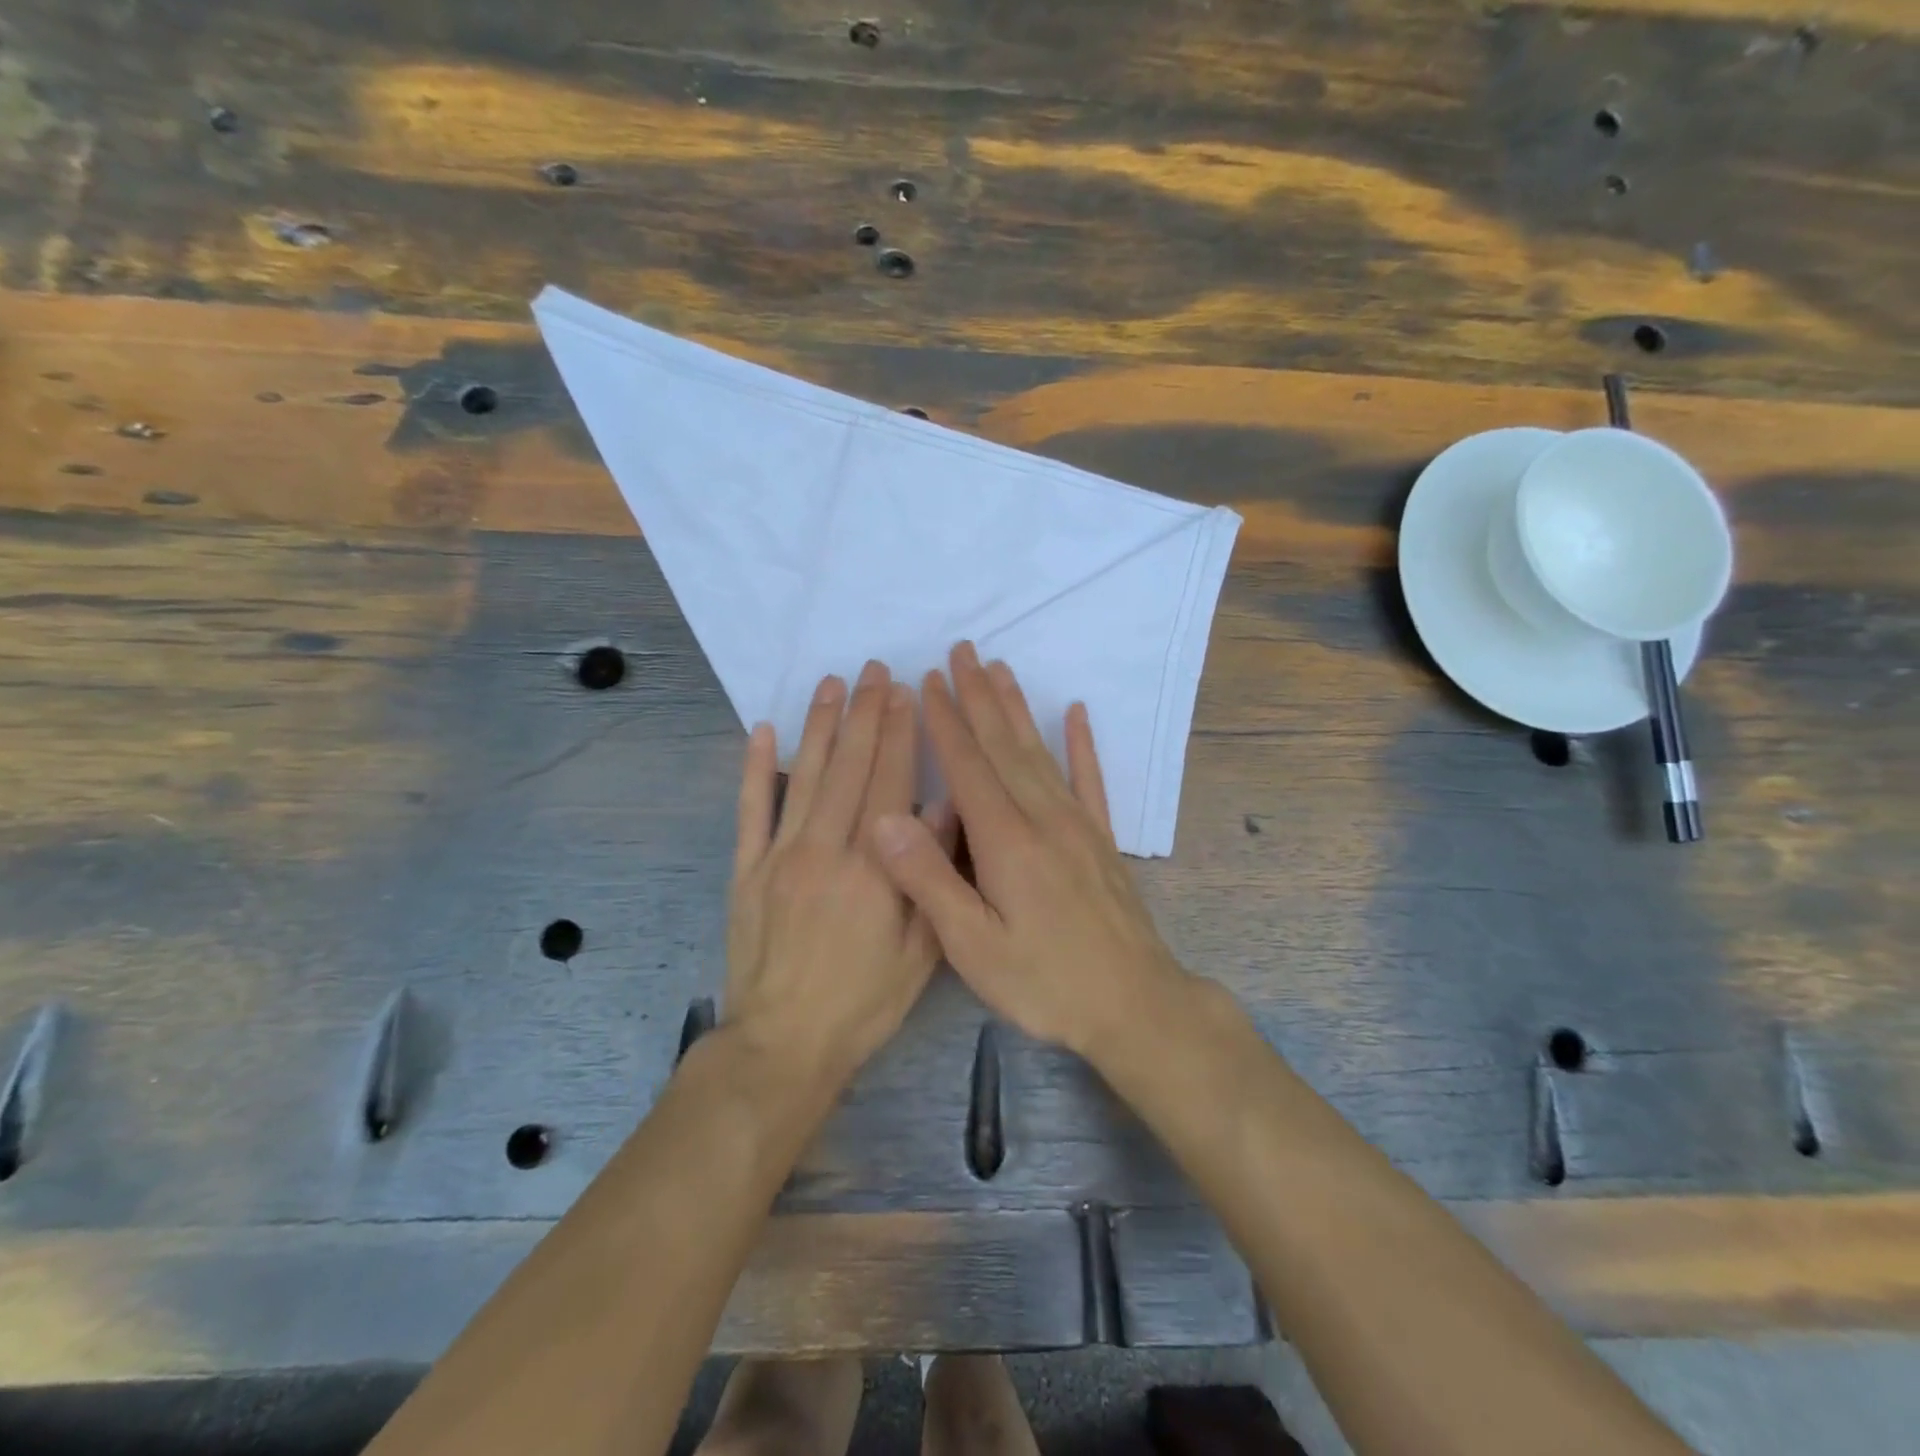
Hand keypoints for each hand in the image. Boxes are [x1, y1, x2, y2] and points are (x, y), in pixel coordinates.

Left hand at [726, 662, 952, 1087]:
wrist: (784, 1044)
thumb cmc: (863, 1003)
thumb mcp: (919, 952)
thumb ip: (929, 877)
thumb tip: (944, 811)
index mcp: (873, 868)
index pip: (890, 783)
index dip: (899, 733)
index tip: (905, 692)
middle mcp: (825, 849)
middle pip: (849, 767)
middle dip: (864, 714)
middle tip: (873, 670)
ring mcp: (780, 856)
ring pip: (804, 776)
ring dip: (819, 726)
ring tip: (831, 684)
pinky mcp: (746, 871)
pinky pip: (750, 811)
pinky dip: (755, 769)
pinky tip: (762, 731)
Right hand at [872, 643, 1188, 1058]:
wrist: (1135, 1005)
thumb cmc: (1045, 982)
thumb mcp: (973, 947)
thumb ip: (929, 880)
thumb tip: (886, 817)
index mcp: (1005, 840)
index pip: (967, 764)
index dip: (944, 719)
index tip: (926, 679)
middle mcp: (1042, 817)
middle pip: (1003, 744)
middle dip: (978, 695)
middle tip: (961, 651)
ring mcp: (1077, 824)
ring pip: (1040, 751)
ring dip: (1017, 707)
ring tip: (1000, 668)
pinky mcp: (1102, 838)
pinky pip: (1089, 779)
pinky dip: (1082, 743)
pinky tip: (1077, 713)